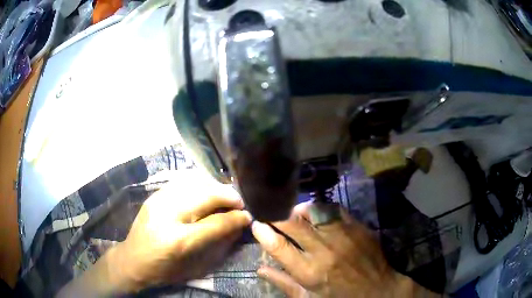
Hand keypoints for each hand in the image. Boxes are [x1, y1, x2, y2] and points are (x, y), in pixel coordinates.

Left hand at [116, 170, 251, 291]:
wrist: (132, 260)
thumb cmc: (165, 270)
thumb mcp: (194, 266)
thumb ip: (218, 244)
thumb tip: (237, 226)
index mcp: (180, 240)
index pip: (216, 222)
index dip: (236, 217)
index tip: (248, 215)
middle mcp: (168, 215)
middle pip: (206, 196)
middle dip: (228, 196)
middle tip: (239, 201)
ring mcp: (158, 201)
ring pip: (194, 183)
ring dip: (214, 188)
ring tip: (224, 196)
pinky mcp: (153, 196)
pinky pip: (181, 183)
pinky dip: (198, 185)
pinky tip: (204, 192)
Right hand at [251, 201, 436, 297]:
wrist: (378, 290)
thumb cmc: (340, 297)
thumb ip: (283, 283)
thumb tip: (259, 269)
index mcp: (309, 272)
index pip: (278, 246)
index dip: (263, 232)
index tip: (257, 224)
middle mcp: (324, 251)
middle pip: (293, 224)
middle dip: (276, 215)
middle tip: (270, 211)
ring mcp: (343, 236)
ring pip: (313, 211)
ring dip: (298, 209)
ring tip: (291, 211)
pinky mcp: (357, 227)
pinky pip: (334, 210)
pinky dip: (320, 208)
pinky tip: (315, 212)